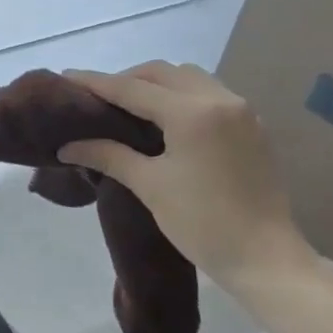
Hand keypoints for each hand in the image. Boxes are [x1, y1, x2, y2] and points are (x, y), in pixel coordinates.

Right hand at [58, 62, 317, 293]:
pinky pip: (210, 95)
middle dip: (128, 79)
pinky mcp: (252, 128)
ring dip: (157, 85)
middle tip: (98, 98)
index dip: (96, 82)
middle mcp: (220, 100)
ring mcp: (242, 112)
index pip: (133, 88)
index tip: (67, 77)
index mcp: (192, 113)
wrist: (265, 258)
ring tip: (130, 108)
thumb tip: (68, 146)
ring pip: (190, 79)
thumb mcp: (150, 186)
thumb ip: (108, 156)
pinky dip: (181, 97)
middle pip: (163, 74)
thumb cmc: (202, 222)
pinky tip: (166, 121)